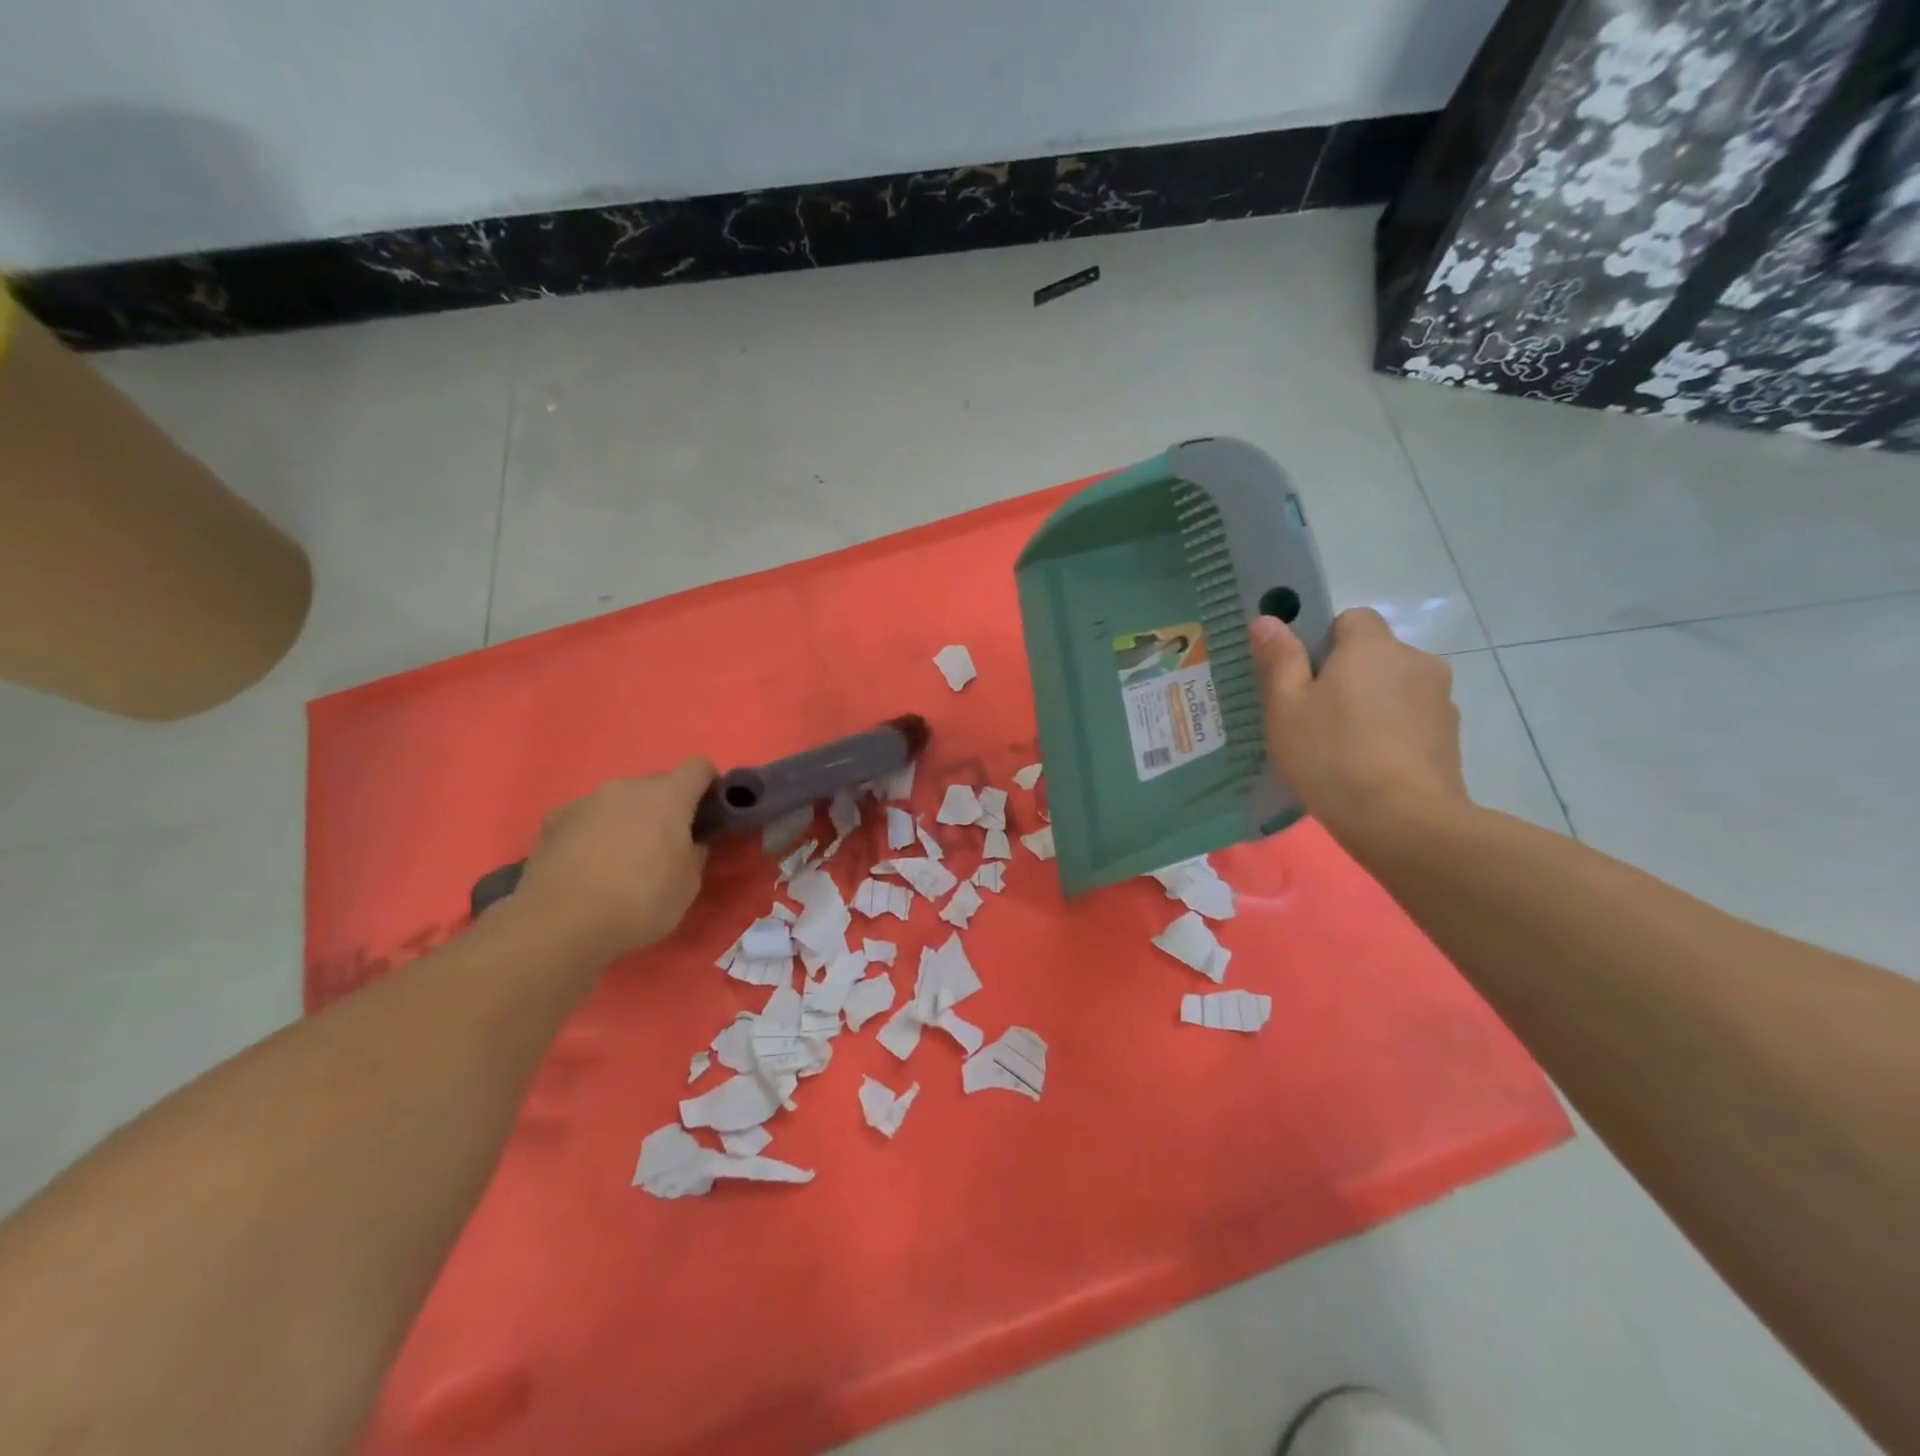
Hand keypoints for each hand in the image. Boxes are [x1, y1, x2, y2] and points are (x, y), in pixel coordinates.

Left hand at [512, 758, 715, 959]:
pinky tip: (587, 867)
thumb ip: (695, 851)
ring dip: (628, 819)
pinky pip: (587, 817)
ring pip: (620, 801)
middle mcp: (627, 787)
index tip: (707, 814)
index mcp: (668, 796)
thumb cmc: (641, 901)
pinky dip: (593, 833)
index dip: (708, 786)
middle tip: (665, 846)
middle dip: (666, 807)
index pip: (698, 767)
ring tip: (621, 860)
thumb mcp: (688, 884)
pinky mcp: (553, 821)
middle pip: (657, 784)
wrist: (561, 924)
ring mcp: (587, 801)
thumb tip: (692, 840)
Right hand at [1249, 609, 1468, 851]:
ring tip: (1343, 749)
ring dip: (1372, 705)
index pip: (1351, 619)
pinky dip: (1392, 732)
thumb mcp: (1286, 707)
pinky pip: (1412, 719)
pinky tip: (1371, 767)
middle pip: (1374, 655)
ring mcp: (1440, 699)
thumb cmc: (1332, 755)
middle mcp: (1414, 660)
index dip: (1324, 642)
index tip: (1303, 679)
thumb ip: (1279, 659)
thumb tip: (1267, 619)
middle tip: (1314, 718)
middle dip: (1347, 676)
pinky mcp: (1451, 736)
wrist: (1403, 820)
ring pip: (1394, 688)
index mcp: (1372, 646)